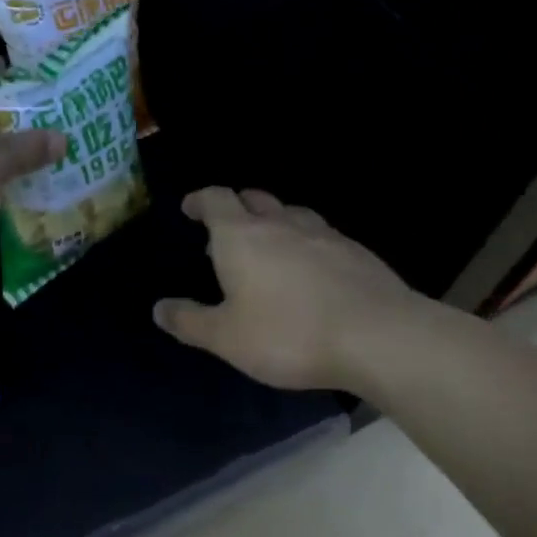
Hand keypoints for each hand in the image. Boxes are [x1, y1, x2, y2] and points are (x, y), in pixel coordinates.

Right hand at [153, 187, 417, 391]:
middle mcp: (280, 224)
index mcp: (241, 236)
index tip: (190, 208)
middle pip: (253, 198)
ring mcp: (322, 234)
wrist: (378, 336)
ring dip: (272, 222)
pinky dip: (304, 242)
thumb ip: (189, 321)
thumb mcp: (226, 338)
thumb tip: (159, 308)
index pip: (216, 199)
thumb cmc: (288, 334)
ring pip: (290, 213)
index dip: (200, 200)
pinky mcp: (355, 251)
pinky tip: (309, 270)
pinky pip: (319, 235)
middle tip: (225, 232)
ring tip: (267, 248)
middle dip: (235, 208)